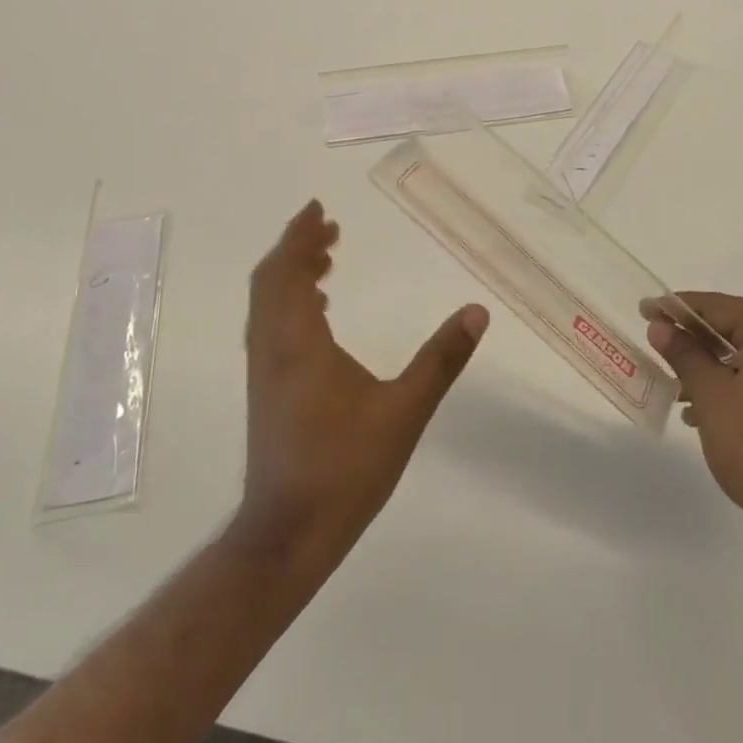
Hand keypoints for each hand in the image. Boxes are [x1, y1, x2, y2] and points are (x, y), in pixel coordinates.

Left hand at [235, 201, 488, 564]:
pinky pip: (270, 325)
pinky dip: (290, 301)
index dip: (300, 236)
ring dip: (292, 273)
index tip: (317, 209)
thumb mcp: (404, 411)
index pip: (289, 270)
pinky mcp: (265, 391)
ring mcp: (264, 371)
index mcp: (298, 341)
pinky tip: (319, 313)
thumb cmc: (345, 468)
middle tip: (329, 228)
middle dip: (297, 247)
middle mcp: (272, 347)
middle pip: (271, 280)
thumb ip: (441, 359)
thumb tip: (478, 311)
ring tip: (326, 260)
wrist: (288, 533)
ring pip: (267, 304)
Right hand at [645, 293, 742, 539]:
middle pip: (735, 328)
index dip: (678, 308)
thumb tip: (660, 326)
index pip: (719, 307)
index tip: (645, 310)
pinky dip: (733, 383)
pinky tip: (704, 408)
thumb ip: (684, 354)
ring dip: (711, 365)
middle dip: (694, 338)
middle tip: (656, 340)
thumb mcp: (711, 396)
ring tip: (675, 383)